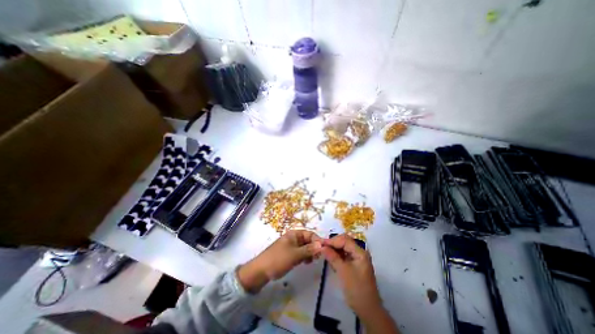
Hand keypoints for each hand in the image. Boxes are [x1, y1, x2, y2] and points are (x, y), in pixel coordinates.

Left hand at [239, 229, 323, 292]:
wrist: (261, 271)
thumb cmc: (278, 259)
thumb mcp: (295, 255)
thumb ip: (309, 250)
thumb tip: (322, 245)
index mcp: (294, 234)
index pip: (310, 234)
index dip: (317, 240)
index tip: (324, 250)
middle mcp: (293, 238)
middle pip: (308, 240)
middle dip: (314, 247)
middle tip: (318, 257)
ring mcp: (291, 246)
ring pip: (305, 247)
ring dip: (310, 253)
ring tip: (311, 261)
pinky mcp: (289, 254)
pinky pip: (300, 253)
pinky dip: (304, 256)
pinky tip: (305, 263)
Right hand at [321, 233, 380, 319]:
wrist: (368, 310)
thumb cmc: (356, 290)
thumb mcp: (343, 272)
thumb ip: (332, 257)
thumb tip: (322, 246)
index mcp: (360, 252)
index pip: (344, 240)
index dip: (332, 241)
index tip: (321, 243)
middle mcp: (360, 252)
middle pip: (345, 242)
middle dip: (333, 243)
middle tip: (322, 247)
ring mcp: (358, 258)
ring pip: (344, 248)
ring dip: (334, 249)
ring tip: (325, 252)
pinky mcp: (355, 265)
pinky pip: (345, 255)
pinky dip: (337, 256)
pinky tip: (331, 259)